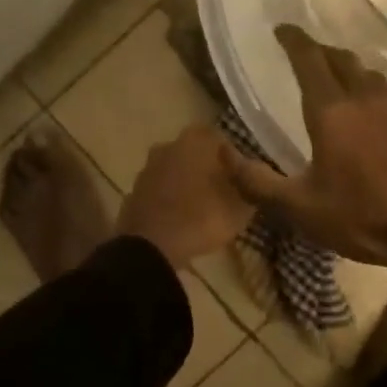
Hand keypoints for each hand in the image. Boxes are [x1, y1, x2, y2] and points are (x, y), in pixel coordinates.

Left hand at [117, 125, 255, 269]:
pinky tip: (180, 219)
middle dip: (208, 168)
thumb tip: (252, 185)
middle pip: (194, 152)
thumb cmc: (201, 217)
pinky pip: (159, 191)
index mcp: (196, 141)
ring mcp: (148, 169)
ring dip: (187, 184)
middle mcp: (169, 146)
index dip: (232, 158)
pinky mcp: (134, 192)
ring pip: (175, 170)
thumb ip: (249, 191)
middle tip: (222, 192)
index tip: (240, 178)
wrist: (151, 247)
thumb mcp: (239, 209)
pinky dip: (169, 200)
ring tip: (202, 208)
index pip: (220, 139)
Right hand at [223, 25, 386, 270]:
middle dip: (320, 51)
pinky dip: (375, 95)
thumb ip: (257, 181)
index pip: (309, 59)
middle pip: (341, 59)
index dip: (293, 40)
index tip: (281, 29)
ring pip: (369, 75)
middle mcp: (366, 97)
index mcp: (331, 111)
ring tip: (338, 81)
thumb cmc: (363, 217)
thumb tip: (222, 152)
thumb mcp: (301, 208)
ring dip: (349, 71)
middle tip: (306, 54)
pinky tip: (375, 117)